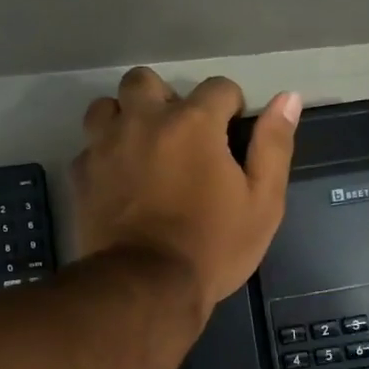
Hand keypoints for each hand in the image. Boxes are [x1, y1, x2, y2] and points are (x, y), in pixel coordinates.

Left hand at [72, 67, 301, 308]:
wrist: (147, 286)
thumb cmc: (213, 246)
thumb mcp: (263, 202)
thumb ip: (274, 146)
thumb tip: (287, 98)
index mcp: (193, 122)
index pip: (218, 88)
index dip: (230, 108)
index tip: (231, 135)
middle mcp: (144, 120)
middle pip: (146, 81)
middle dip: (165, 100)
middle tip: (179, 136)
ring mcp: (105, 145)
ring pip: (108, 106)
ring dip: (125, 118)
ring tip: (141, 148)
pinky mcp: (81, 174)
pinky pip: (89, 147)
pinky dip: (104, 156)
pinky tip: (118, 180)